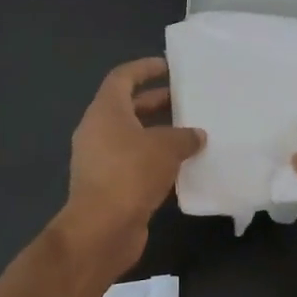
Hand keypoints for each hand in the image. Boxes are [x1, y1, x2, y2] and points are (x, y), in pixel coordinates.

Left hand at [52, 57, 204, 280]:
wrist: (101, 230)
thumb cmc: (130, 174)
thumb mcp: (165, 148)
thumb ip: (184, 137)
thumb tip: (197, 136)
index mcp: (105, 111)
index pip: (122, 78)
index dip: (144, 68)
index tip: (167, 66)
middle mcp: (98, 131)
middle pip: (128, 107)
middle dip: (157, 102)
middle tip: (187, 100)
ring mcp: (101, 160)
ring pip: (133, 137)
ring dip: (159, 134)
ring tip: (191, 133)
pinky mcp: (109, 186)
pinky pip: (135, 163)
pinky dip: (156, 161)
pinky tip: (182, 166)